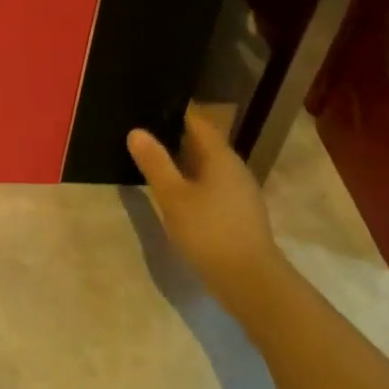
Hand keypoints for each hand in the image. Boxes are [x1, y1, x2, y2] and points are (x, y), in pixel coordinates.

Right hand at [128, 107, 286, 316]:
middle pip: (204, 143)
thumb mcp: (173, 197)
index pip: (197, 121)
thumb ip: (155, 163)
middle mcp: (234, 168)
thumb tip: (137, 131)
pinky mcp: (240, 213)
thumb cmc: (209, 232)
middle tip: (145, 132)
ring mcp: (240, 192)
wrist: (251, 282)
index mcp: (220, 156)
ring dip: (184, 161)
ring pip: (208, 166)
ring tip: (155, 161)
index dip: (175, 112)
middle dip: (176, 136)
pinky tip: (177, 193)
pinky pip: (213, 185)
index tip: (150, 107)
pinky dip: (193, 182)